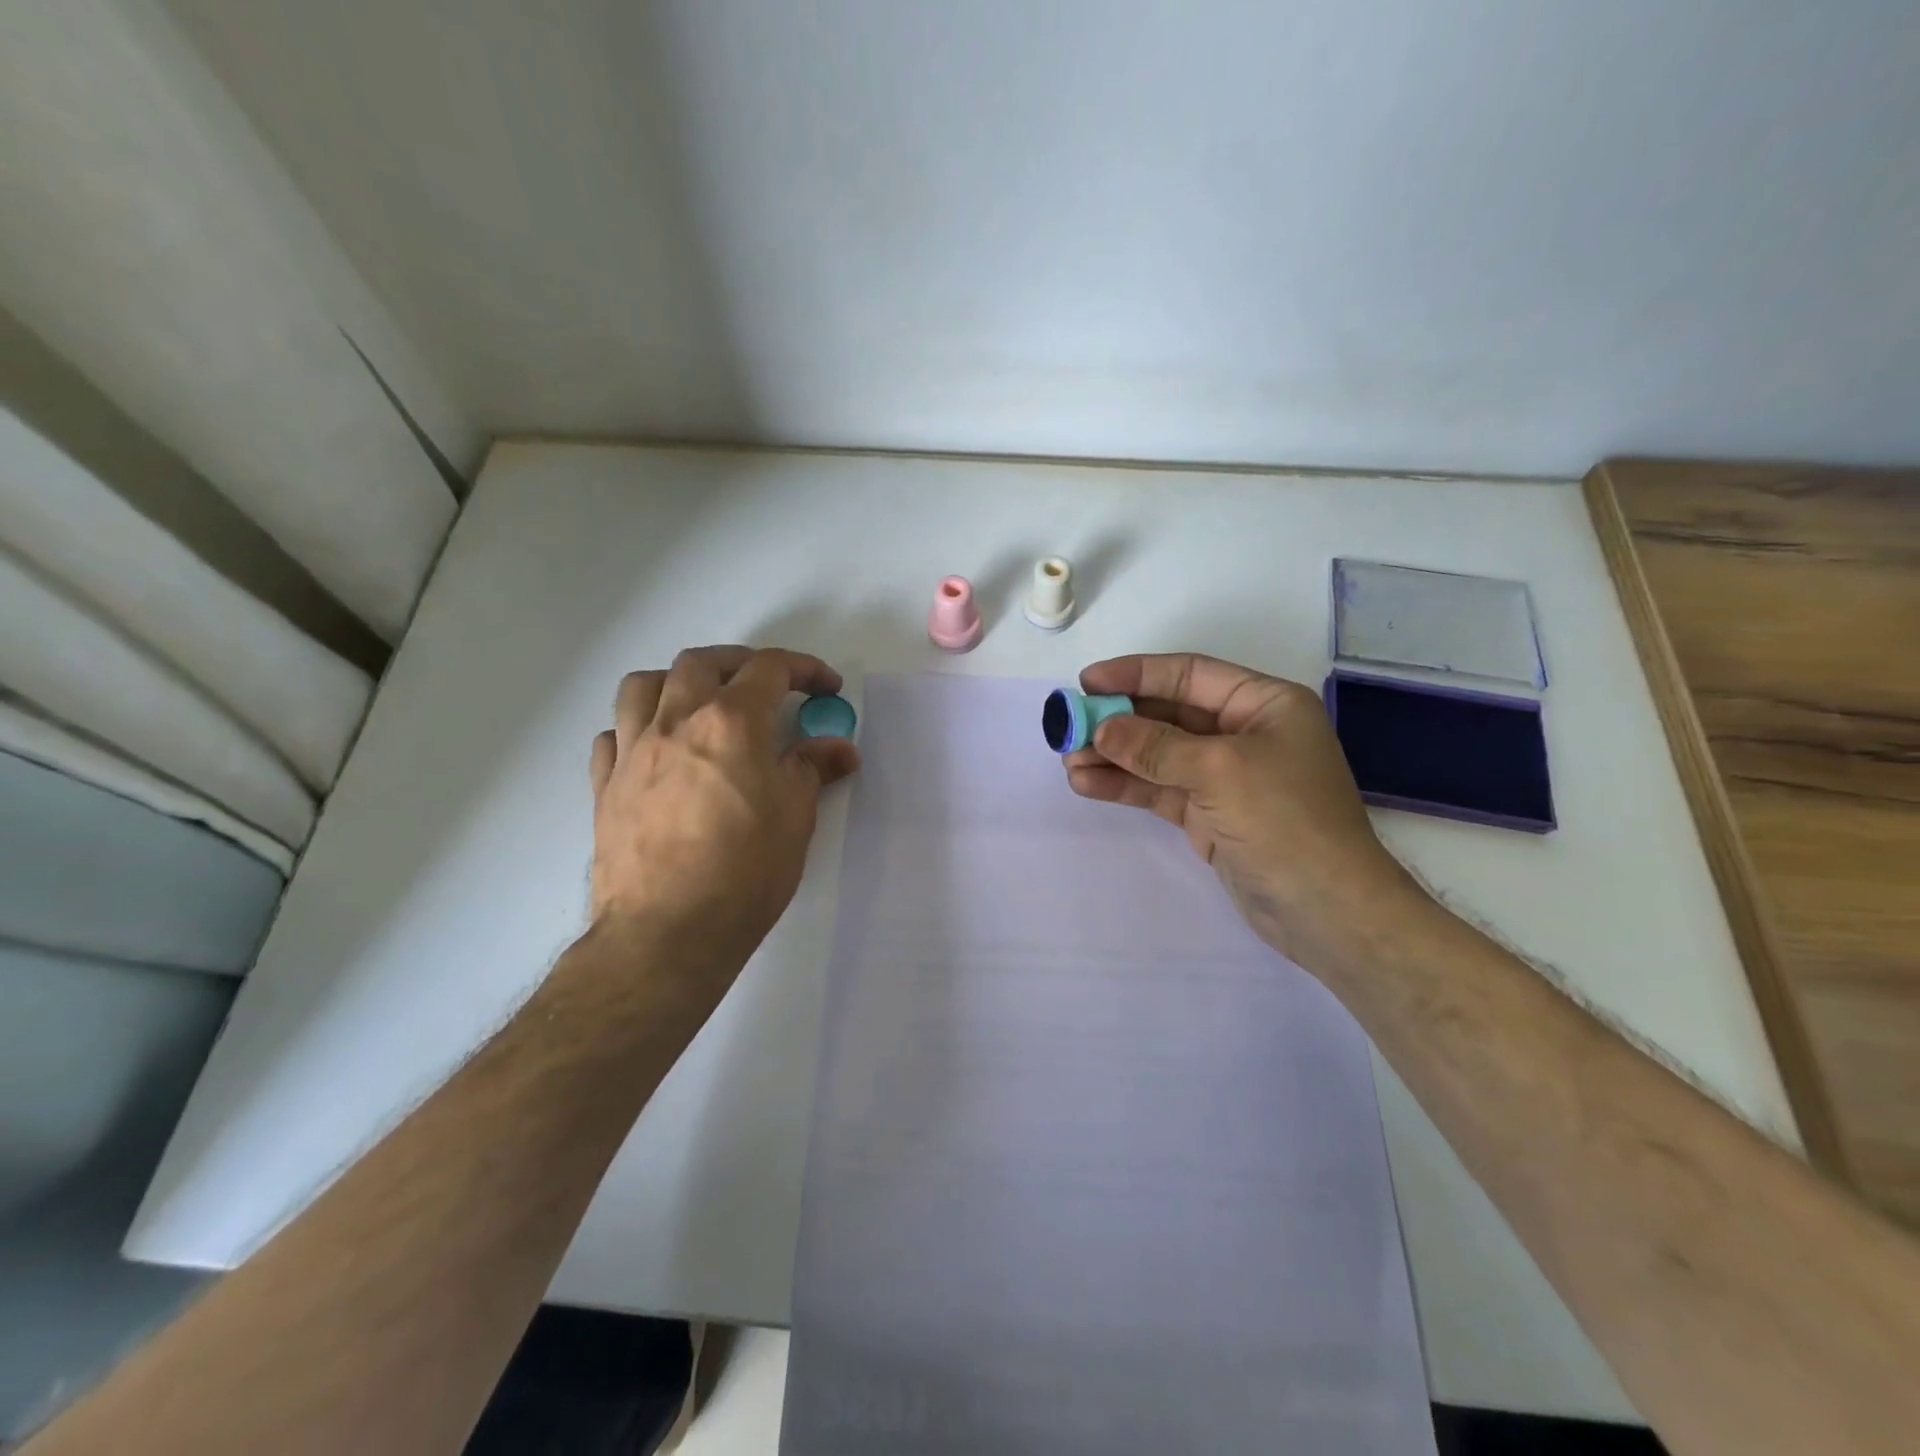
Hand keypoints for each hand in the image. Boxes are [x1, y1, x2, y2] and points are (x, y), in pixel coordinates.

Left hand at [588, 646, 859, 991]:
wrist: (667, 933)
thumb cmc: (744, 873)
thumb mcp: (796, 818)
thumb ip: (814, 769)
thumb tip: (839, 748)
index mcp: (731, 723)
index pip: (769, 669)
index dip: (805, 669)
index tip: (827, 688)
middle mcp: (676, 722)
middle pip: (703, 662)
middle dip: (741, 664)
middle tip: (768, 688)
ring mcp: (633, 751)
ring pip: (644, 684)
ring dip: (678, 682)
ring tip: (702, 705)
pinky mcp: (605, 785)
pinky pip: (614, 733)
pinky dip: (639, 727)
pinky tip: (659, 752)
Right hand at [1062, 653, 1424, 967]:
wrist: (1327, 911)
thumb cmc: (1285, 821)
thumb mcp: (1219, 770)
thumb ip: (1156, 746)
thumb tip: (1101, 730)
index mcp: (1263, 704)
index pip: (1189, 674)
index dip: (1135, 674)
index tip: (1087, 683)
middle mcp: (1243, 733)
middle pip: (1168, 714)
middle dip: (1118, 720)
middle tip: (1068, 727)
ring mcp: (1225, 776)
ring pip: (1158, 755)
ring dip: (1114, 756)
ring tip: (1068, 761)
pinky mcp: (1210, 814)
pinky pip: (1159, 789)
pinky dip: (1125, 786)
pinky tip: (1087, 785)